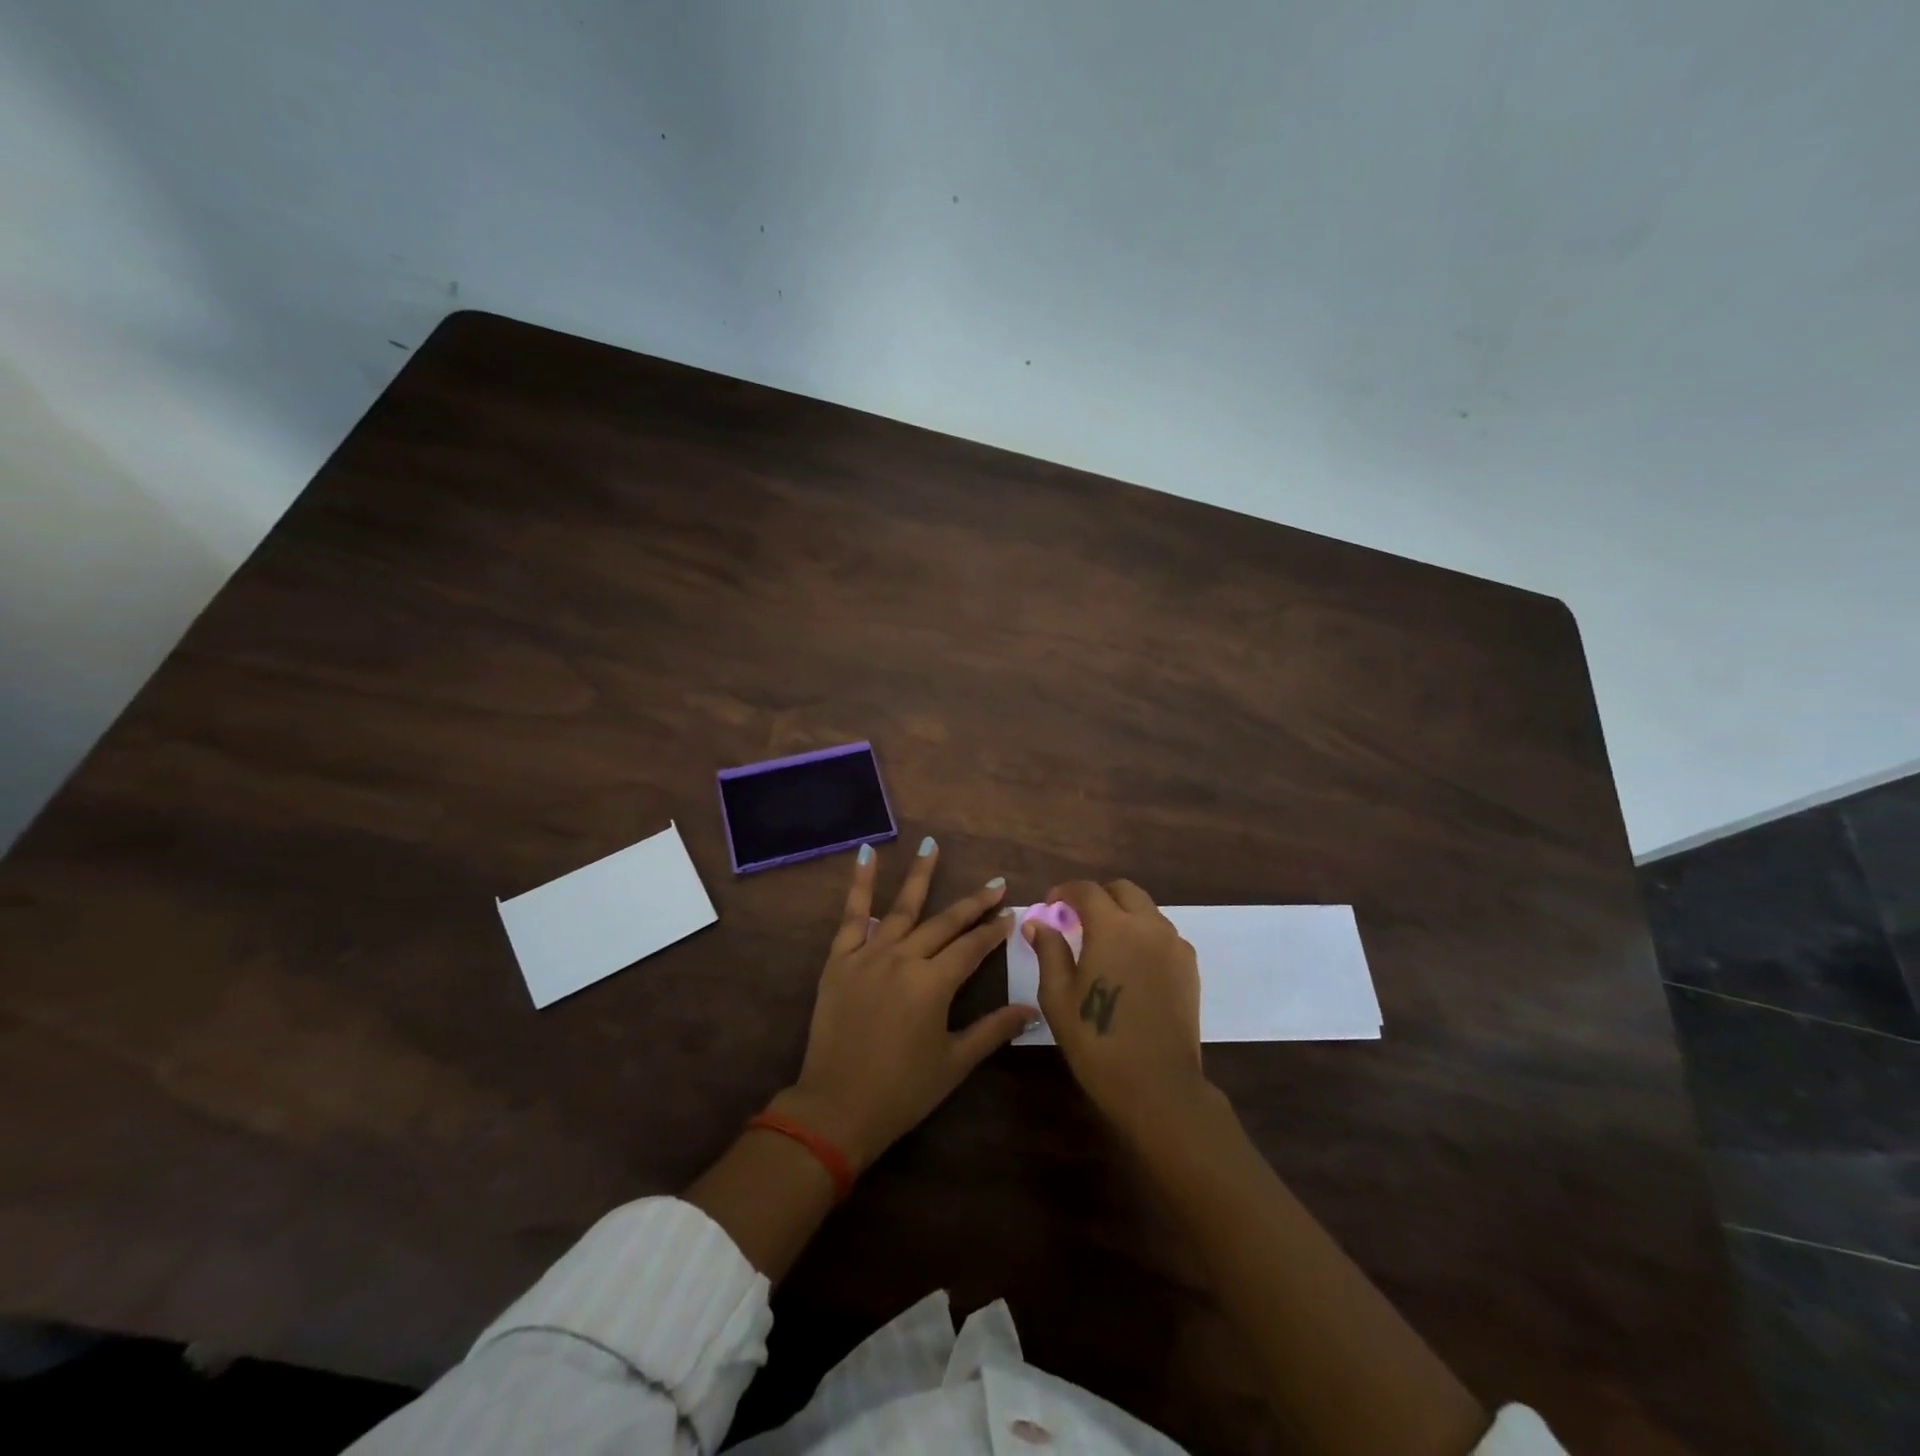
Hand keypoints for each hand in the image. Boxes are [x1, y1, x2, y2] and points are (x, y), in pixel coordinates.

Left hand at [773, 838, 1035, 1171]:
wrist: (836, 1107)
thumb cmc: (902, 1091)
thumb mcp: (954, 1063)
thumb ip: (993, 1030)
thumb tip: (1031, 1009)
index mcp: (934, 984)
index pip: (972, 947)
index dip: (993, 931)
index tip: (1011, 913)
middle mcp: (904, 959)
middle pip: (945, 922)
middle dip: (973, 903)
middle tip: (995, 883)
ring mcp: (869, 955)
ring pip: (902, 907)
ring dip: (921, 875)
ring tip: (932, 844)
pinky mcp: (840, 959)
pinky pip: (852, 915)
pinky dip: (860, 884)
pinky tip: (868, 854)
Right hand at [1027, 879, 1209, 1134]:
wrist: (1158, 1086)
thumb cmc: (1097, 1041)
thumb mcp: (1058, 997)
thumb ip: (1049, 951)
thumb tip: (1038, 922)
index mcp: (1112, 928)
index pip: (1087, 890)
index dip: (1065, 892)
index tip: (1051, 906)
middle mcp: (1148, 926)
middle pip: (1123, 890)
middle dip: (1098, 896)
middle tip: (1077, 919)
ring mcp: (1174, 945)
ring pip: (1146, 910)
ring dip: (1123, 914)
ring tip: (1104, 944)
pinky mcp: (1189, 967)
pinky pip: (1163, 934)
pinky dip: (1144, 935)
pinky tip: (1131, 965)